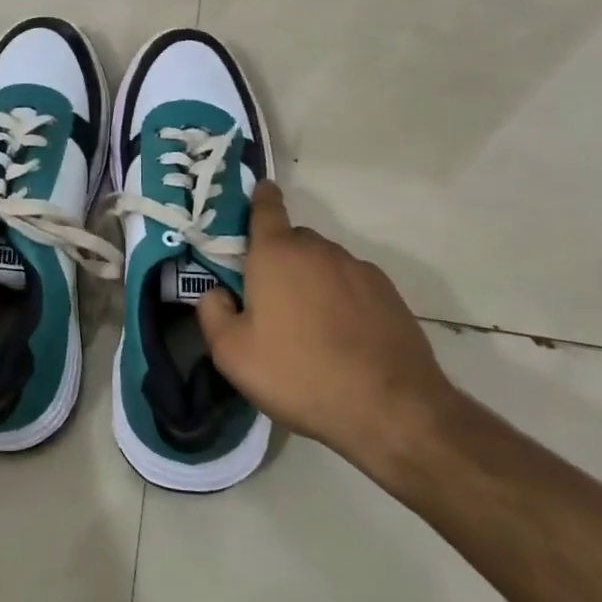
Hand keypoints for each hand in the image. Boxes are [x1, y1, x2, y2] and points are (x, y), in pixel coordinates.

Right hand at [198, 182, 458, 478]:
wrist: (390, 409)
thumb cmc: (298, 374)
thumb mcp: (232, 354)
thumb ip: (212, 313)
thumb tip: (216, 292)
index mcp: (276, 254)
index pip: (266, 208)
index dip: (260, 198)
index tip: (259, 192)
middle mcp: (318, 249)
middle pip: (292, 241)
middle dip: (279, 259)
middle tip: (269, 300)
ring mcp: (358, 269)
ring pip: (323, 264)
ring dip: (312, 281)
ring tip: (309, 327)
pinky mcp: (388, 294)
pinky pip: (352, 285)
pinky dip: (342, 299)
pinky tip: (343, 337)